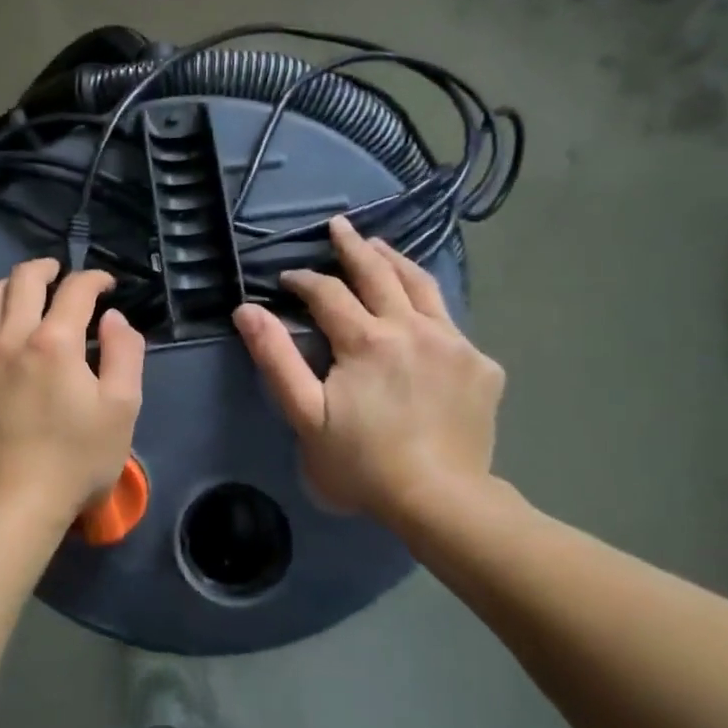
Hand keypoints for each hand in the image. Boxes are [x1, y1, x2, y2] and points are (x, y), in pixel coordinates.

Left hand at [0, 259, 145, 521]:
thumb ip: (125, 353)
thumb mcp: (122, 408)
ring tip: (25, 295)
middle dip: (46, 268)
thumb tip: (113, 318)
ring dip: (11, 287)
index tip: (106, 285)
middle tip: (61, 274)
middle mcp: (10, 337)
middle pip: (23, 279)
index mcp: (54, 342)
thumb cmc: (77, 458)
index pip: (75, 289)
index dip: (94, 278)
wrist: (15, 501)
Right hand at [233, 215, 505, 525]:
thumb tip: (247, 309)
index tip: (287, 279)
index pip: (328, 292)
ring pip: (423, 286)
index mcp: (366, 339)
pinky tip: (422, 313)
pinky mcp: (481, 365)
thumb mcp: (304, 415)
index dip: (303, 281)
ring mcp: (453, 343)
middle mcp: (412, 327)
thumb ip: (276, 358)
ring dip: (396, 262)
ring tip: (380, 246)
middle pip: (379, 273)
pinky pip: (451, 323)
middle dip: (353, 247)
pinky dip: (429, 308)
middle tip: (339, 226)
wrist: (441, 501)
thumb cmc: (362, 463)